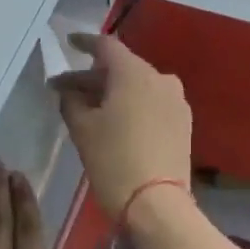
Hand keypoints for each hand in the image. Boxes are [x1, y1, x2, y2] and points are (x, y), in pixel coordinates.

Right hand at [50, 34, 192, 219]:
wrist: (158, 205)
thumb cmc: (114, 160)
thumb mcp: (83, 130)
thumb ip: (72, 101)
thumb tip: (69, 90)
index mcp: (134, 72)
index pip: (106, 46)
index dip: (84, 43)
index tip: (69, 43)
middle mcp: (160, 78)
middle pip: (122, 67)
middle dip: (93, 76)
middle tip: (66, 90)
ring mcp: (176, 100)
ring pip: (138, 85)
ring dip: (113, 91)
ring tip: (89, 107)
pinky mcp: (183, 122)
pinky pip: (152, 102)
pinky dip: (132, 104)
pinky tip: (116, 120)